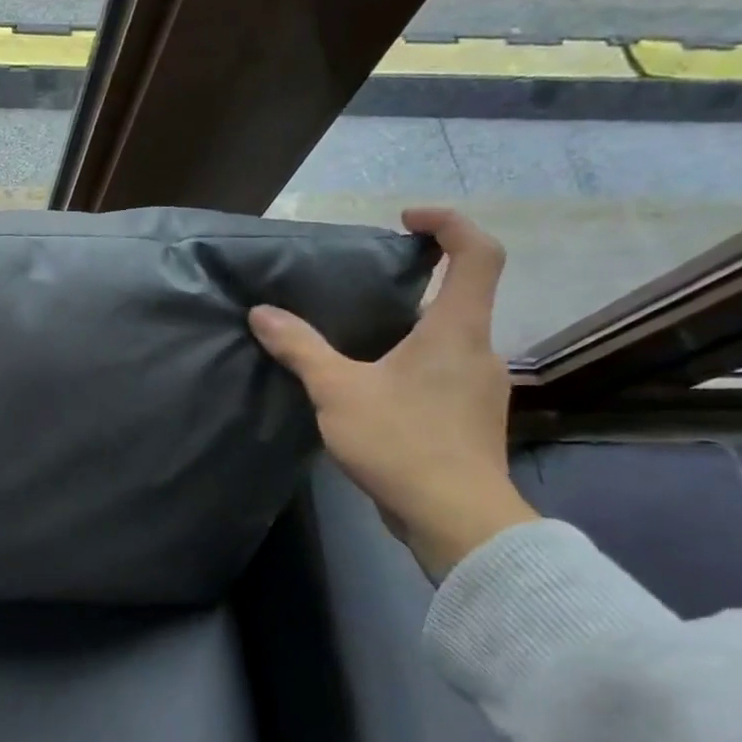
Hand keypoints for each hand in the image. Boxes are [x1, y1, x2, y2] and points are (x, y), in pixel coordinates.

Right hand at [249, 207, 537, 580]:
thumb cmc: (403, 442)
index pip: (477, 253)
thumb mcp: (337, 391)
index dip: (448, 223)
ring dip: (406, 327)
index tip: (405, 221)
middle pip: (460, 294)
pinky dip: (409, 363)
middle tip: (359, 287)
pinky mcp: (469, 418)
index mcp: (456, 329)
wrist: (456, 520)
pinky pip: (440, 371)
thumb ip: (300, 348)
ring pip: (447, 337)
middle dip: (414, 281)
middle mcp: (478, 349)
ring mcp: (479, 387)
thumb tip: (262, 313)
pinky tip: (370, 388)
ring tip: (353, 338)